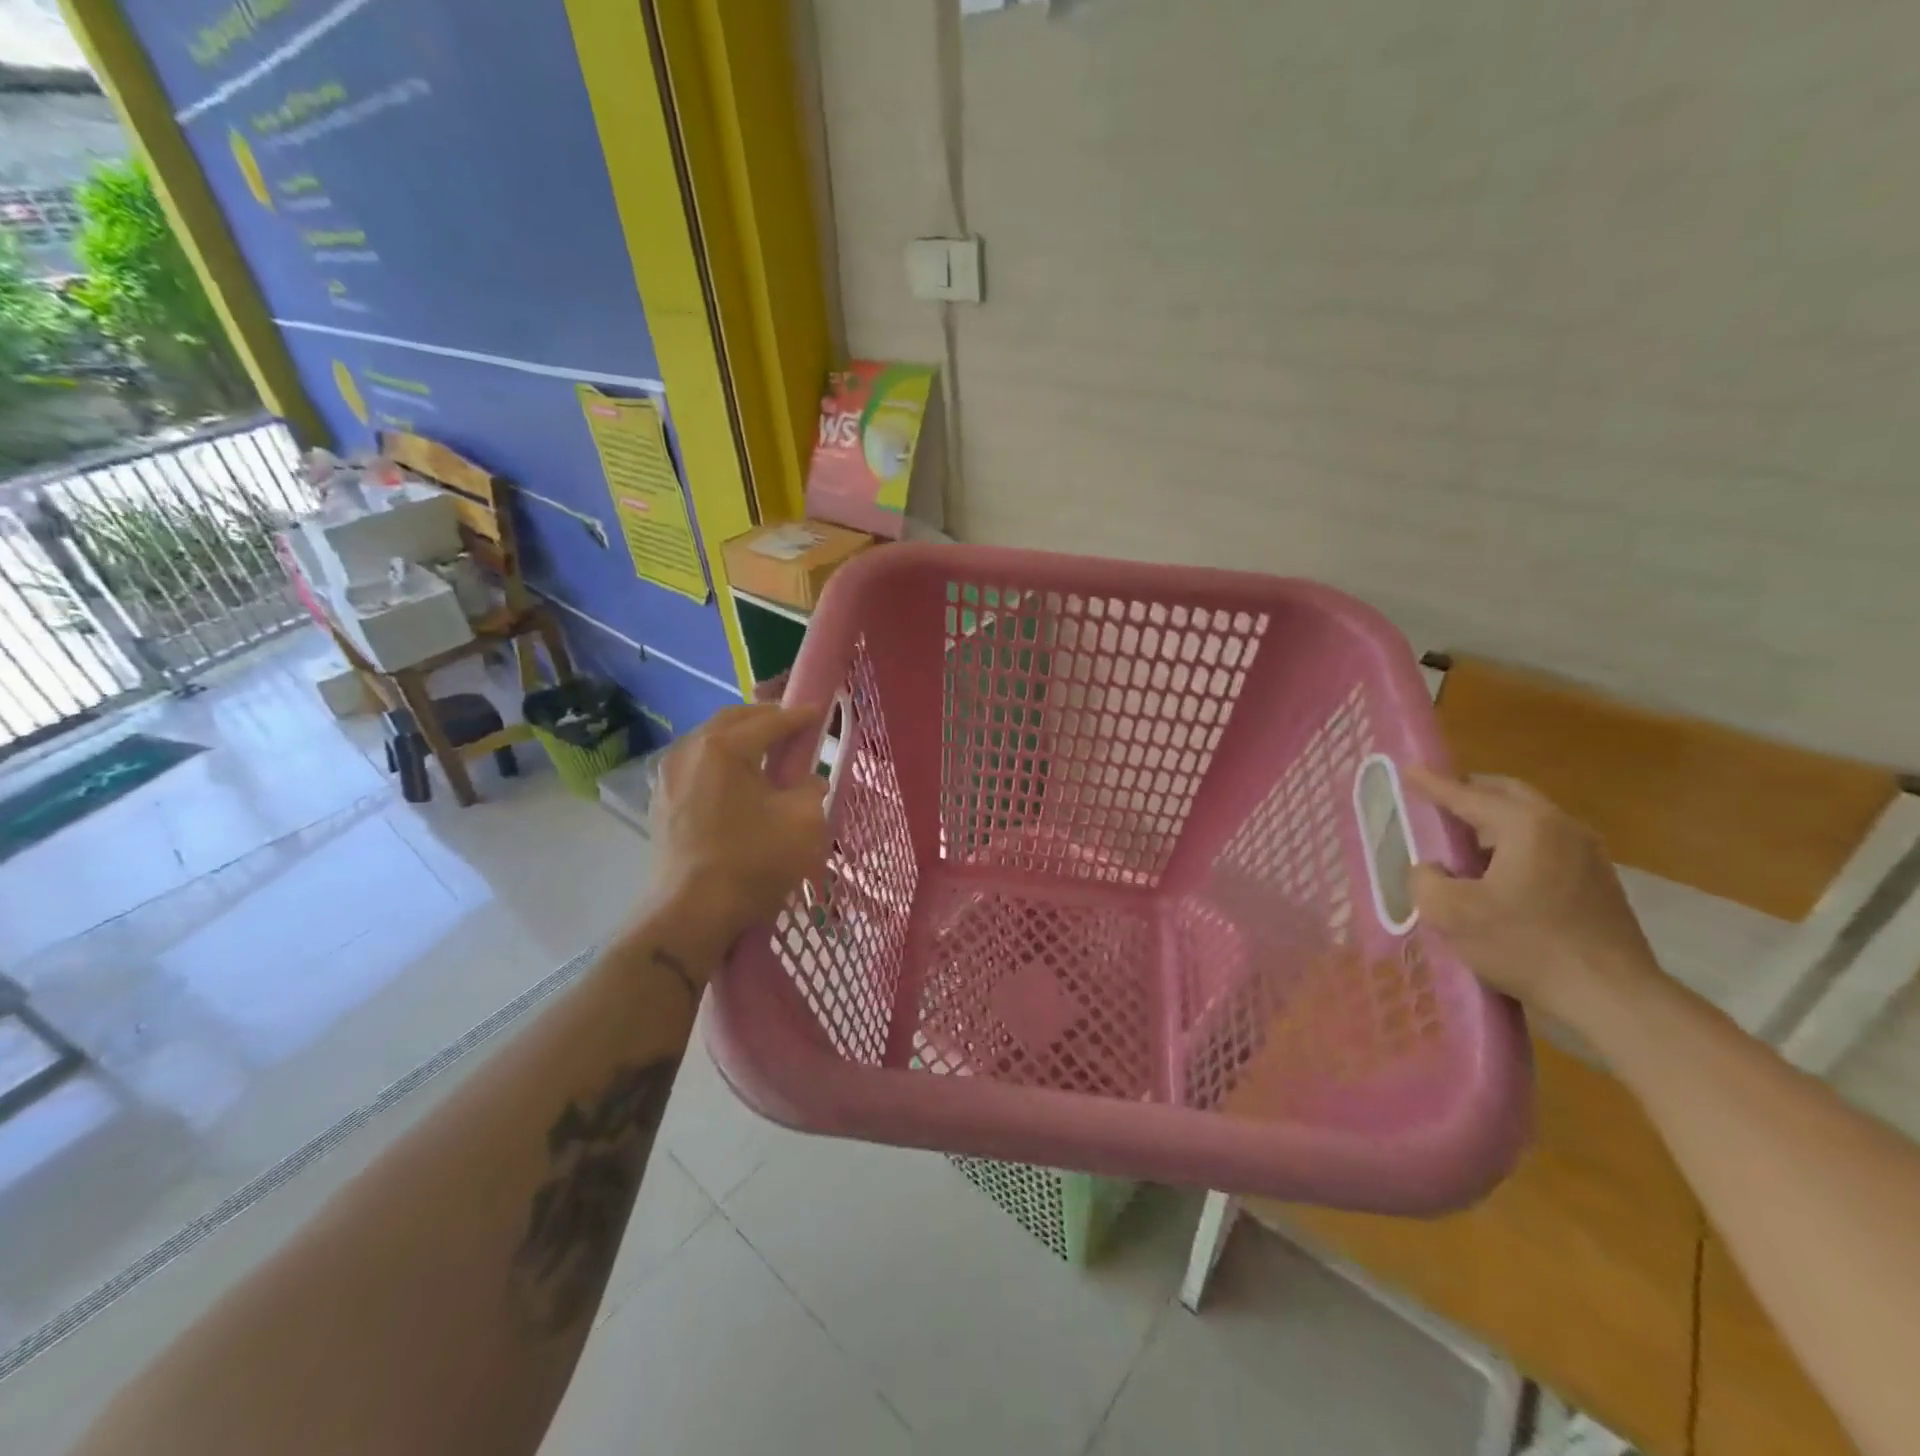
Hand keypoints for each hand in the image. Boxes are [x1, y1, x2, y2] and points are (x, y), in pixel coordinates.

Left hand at [647, 704, 830, 958]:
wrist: (692, 913)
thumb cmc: (753, 862)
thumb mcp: (804, 822)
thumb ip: (812, 789)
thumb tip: (809, 781)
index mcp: (725, 747)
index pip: (770, 721)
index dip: (799, 716)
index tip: (820, 711)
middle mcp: (690, 749)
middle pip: (733, 720)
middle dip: (765, 719)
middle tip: (793, 728)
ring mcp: (668, 775)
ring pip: (709, 740)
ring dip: (740, 738)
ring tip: (766, 752)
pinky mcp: (660, 800)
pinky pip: (695, 765)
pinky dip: (719, 761)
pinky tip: (736, 780)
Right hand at [1405, 767, 1658, 1025]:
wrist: (1612, 997)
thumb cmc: (1525, 946)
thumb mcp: (1450, 913)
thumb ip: (1425, 879)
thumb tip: (1432, 869)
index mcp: (1526, 825)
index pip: (1467, 795)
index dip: (1432, 784)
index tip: (1409, 769)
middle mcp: (1561, 828)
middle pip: (1507, 794)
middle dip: (1469, 792)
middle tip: (1437, 801)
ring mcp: (1587, 854)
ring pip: (1530, 819)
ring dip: (1493, 821)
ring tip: (1461, 841)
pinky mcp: (1598, 882)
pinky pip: (1545, 845)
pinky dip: (1514, 844)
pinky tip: (1495, 873)